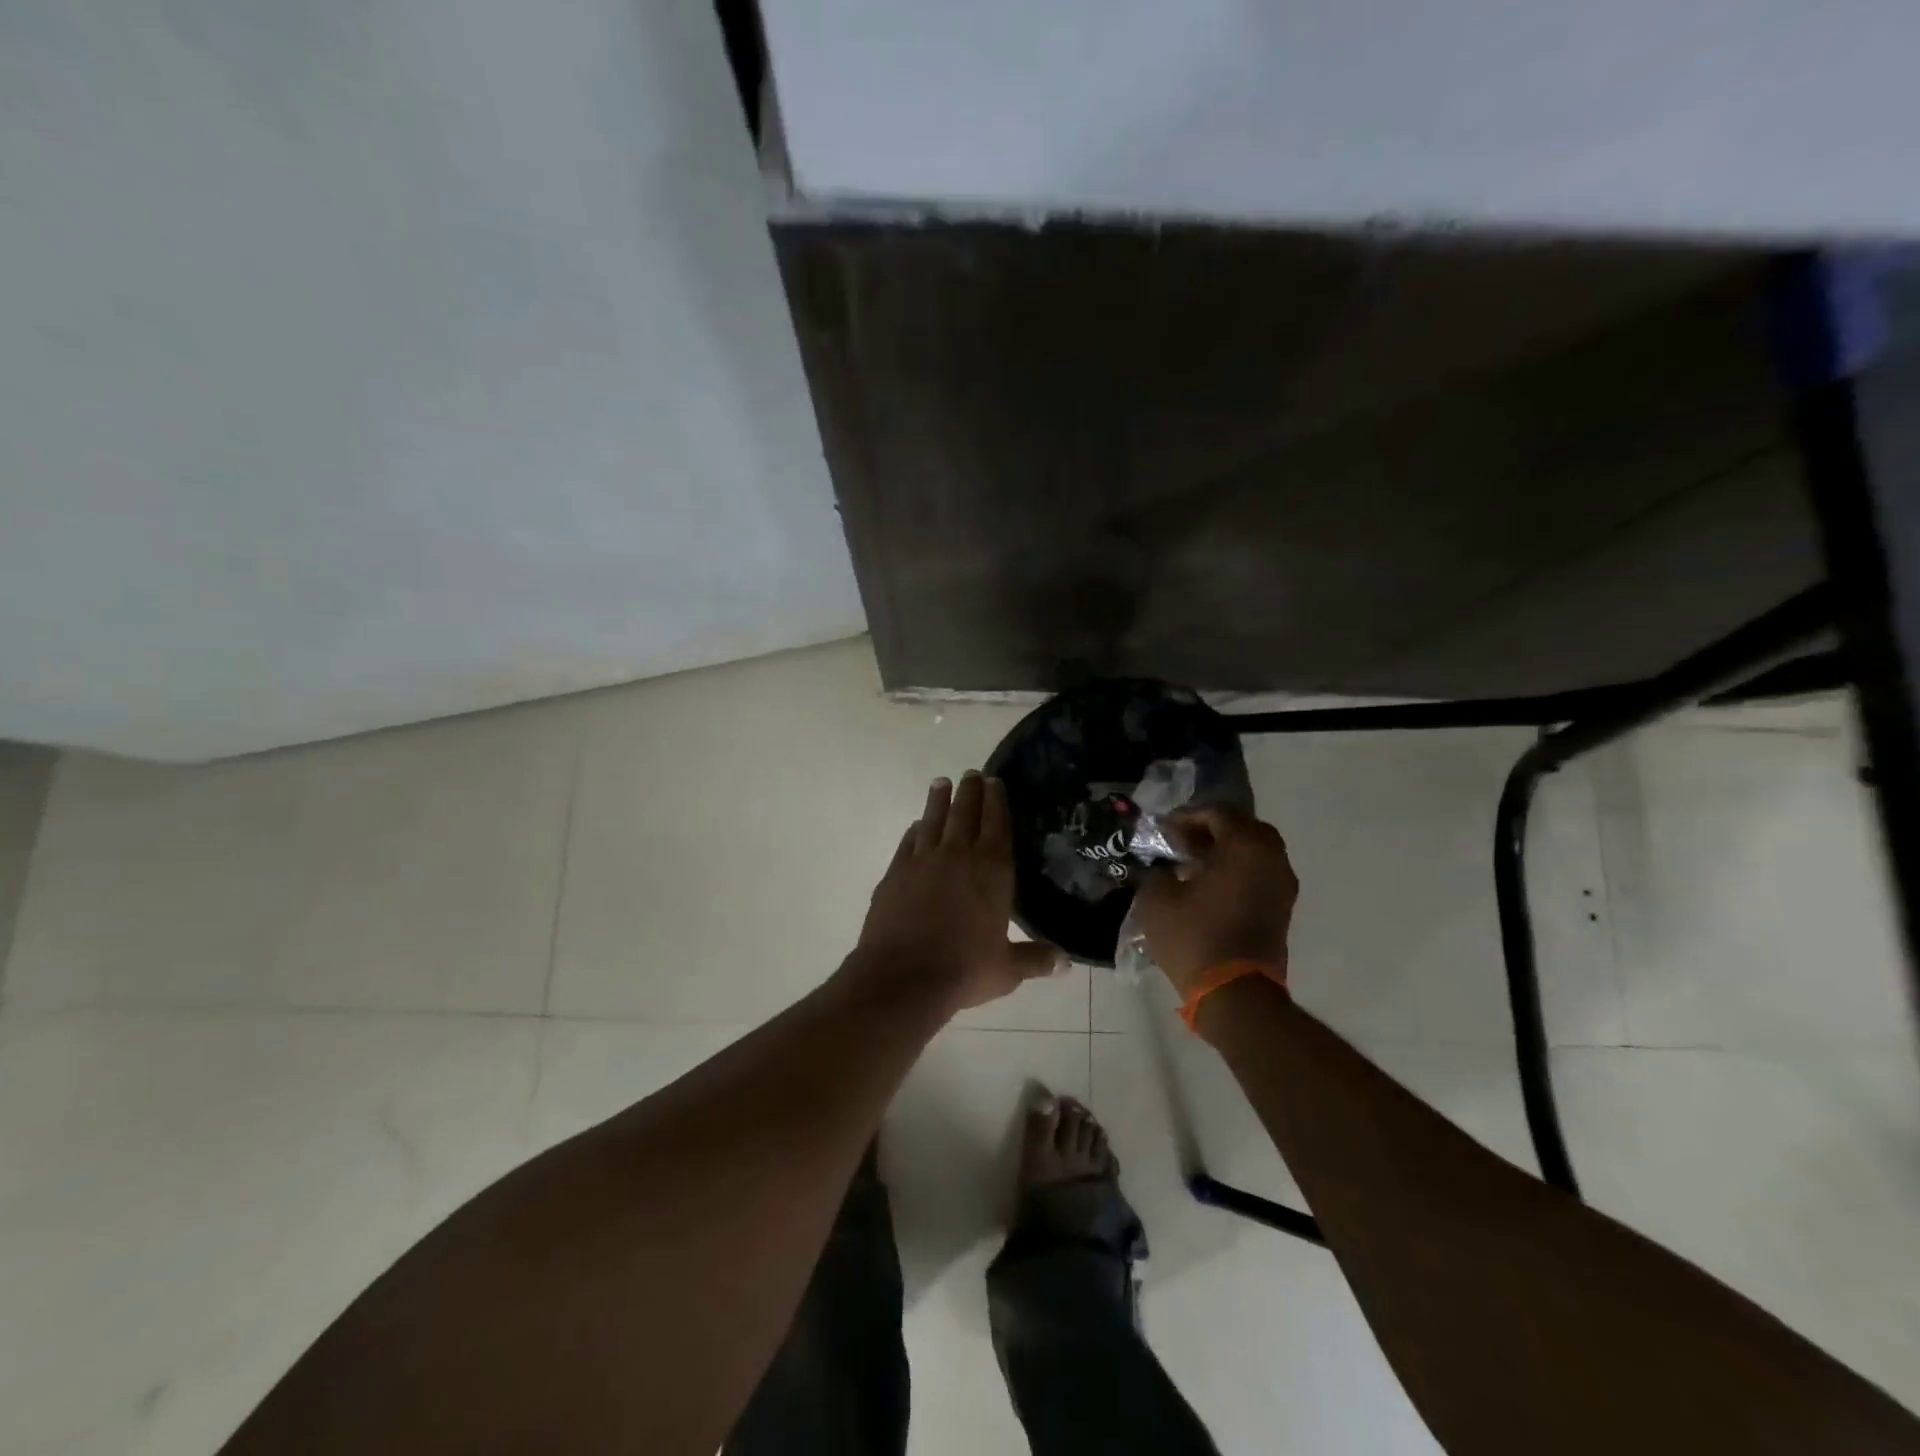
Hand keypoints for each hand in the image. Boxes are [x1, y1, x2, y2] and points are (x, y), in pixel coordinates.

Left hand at [851, 771, 1062, 1012]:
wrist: (904, 977)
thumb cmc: (964, 970)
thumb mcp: (1007, 970)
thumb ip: (1036, 959)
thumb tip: (1066, 963)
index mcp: (992, 870)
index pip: (997, 825)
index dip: (997, 801)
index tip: (995, 782)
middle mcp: (958, 856)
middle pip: (965, 813)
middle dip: (970, 791)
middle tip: (972, 773)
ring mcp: (923, 861)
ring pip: (933, 820)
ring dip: (939, 800)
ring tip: (942, 783)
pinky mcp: (895, 873)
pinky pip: (908, 842)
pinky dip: (915, 830)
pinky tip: (916, 826)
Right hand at [1133, 807, 1298, 997]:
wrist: (1235, 993)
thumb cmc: (1194, 937)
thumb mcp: (1157, 898)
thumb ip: (1158, 870)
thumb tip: (1163, 865)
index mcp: (1245, 846)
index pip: (1216, 814)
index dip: (1186, 817)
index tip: (1163, 830)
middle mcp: (1271, 858)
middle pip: (1243, 828)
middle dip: (1212, 830)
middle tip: (1182, 841)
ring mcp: (1282, 884)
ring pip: (1255, 851)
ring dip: (1226, 851)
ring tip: (1193, 863)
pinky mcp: (1282, 908)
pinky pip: (1260, 873)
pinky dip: (1238, 870)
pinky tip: (1209, 885)